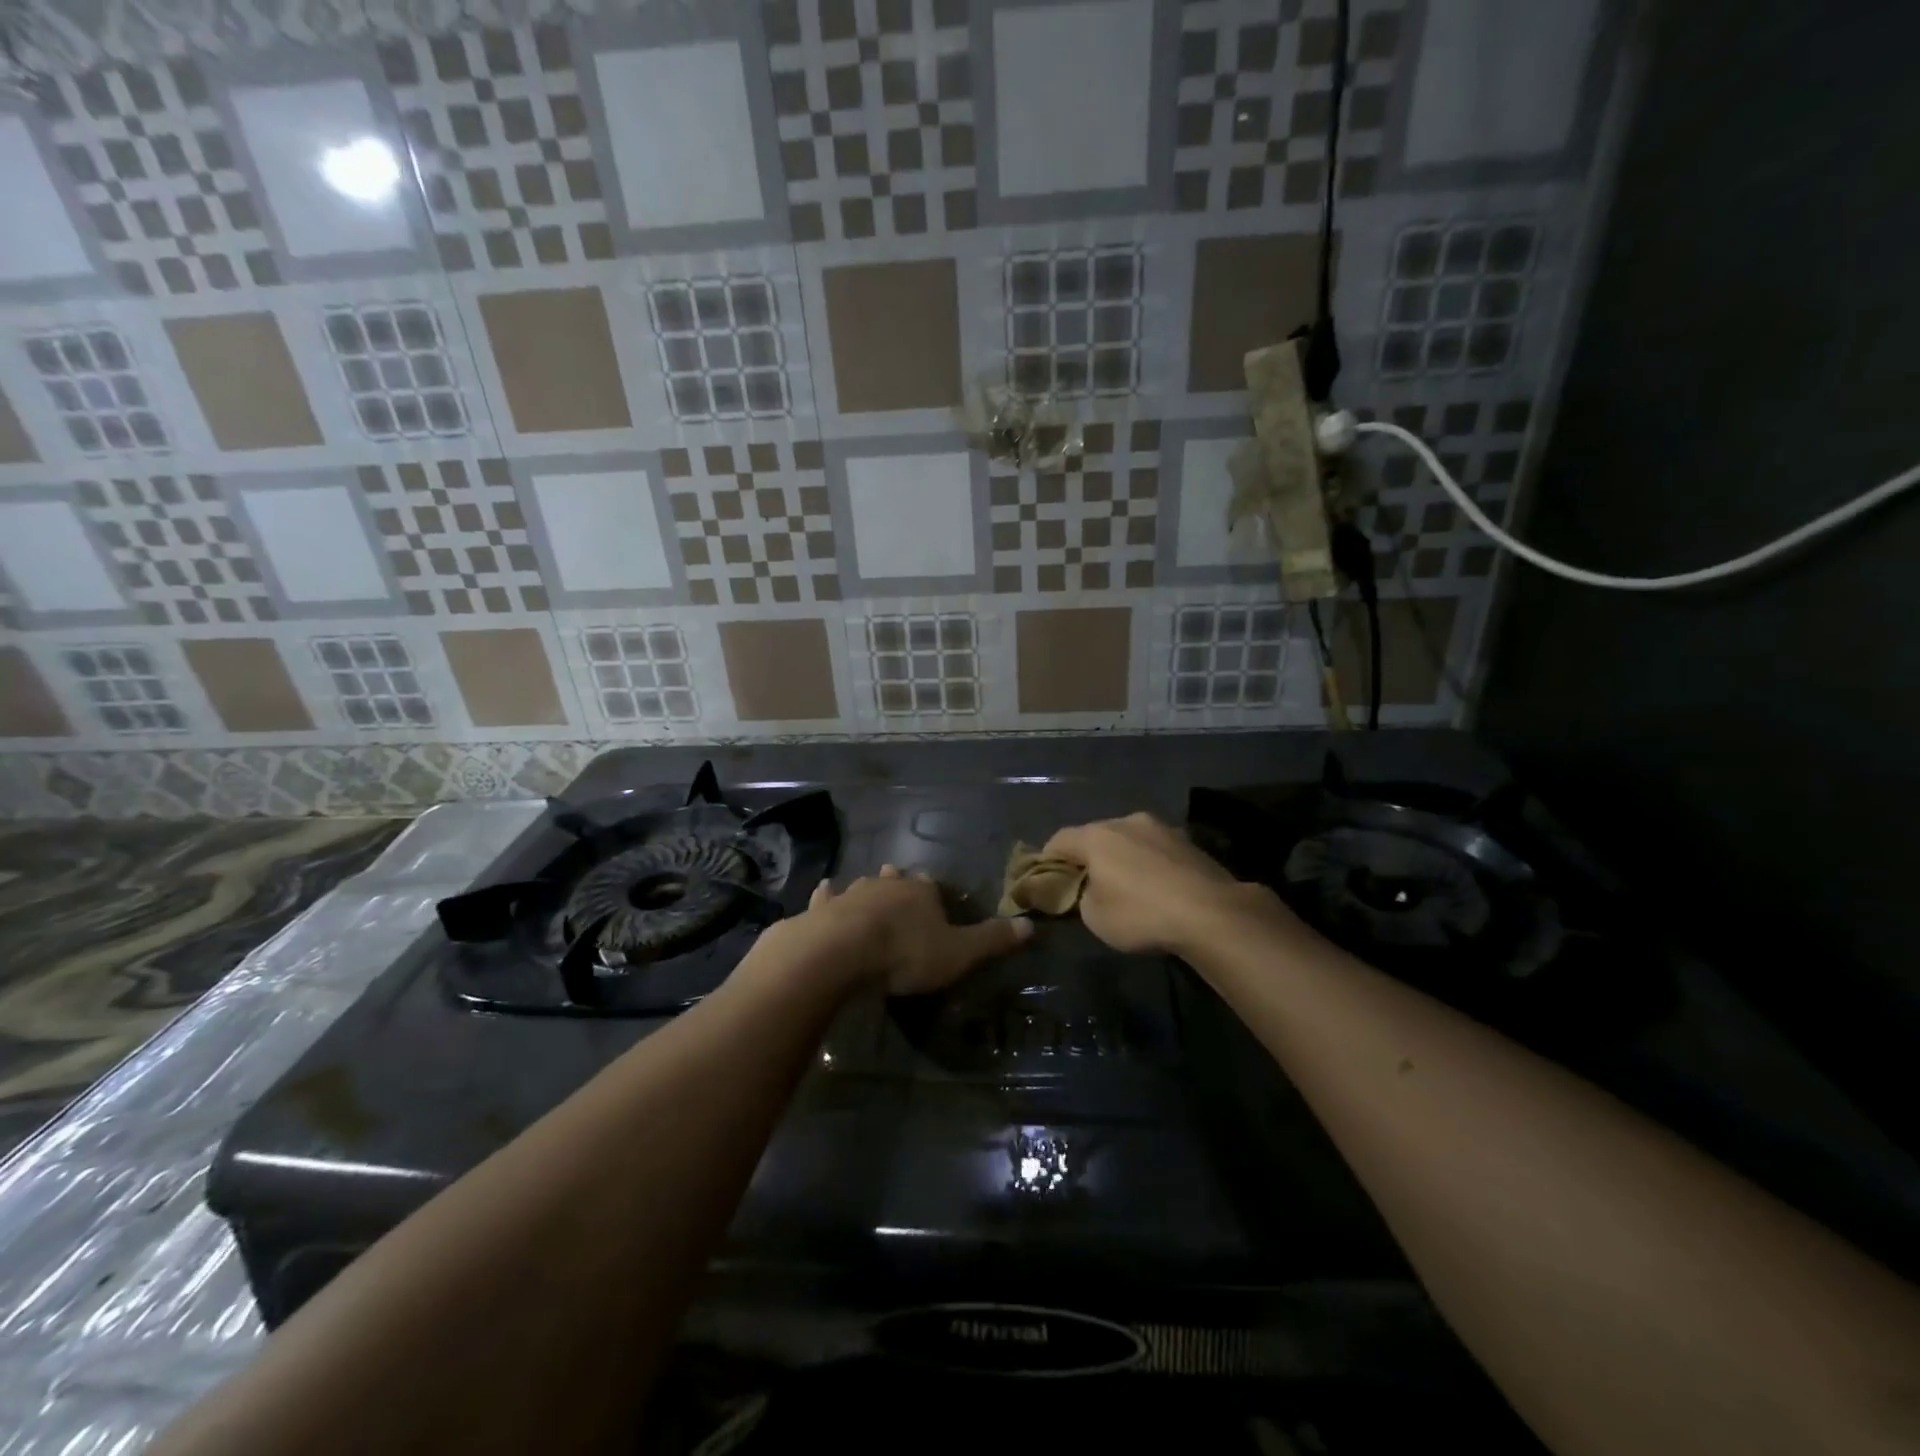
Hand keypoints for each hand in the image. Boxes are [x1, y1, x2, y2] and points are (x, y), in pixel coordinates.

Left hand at [797, 864, 1032, 996]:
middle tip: (902, 893)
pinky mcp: (823, 909)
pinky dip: (828, 896)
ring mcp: (852, 893)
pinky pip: (827, 897)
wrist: (841, 952)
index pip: (933, 887)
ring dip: (868, 890)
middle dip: (900, 885)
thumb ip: (992, 940)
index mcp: (922, 891)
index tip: (936, 904)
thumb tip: (1031, 926)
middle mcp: (887, 884)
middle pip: (897, 879)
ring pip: (864, 885)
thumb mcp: (958, 953)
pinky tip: (825, 891)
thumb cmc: (905, 952)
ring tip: (869, 894)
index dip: (935, 895)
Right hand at [1042, 813, 1272, 955]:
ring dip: (1122, 858)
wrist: (1212, 913)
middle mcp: (1127, 821)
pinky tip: (1157, 888)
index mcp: (1097, 835)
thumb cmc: (1141, 914)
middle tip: (1087, 884)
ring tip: (1126, 886)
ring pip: (1129, 840)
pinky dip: (1149, 864)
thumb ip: (1080, 896)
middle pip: (1096, 835)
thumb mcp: (1094, 916)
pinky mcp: (1190, 842)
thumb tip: (1086, 888)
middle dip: (1088, 857)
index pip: (1059, 839)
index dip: (1048, 859)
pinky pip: (1156, 850)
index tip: (1047, 880)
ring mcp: (1162, 828)